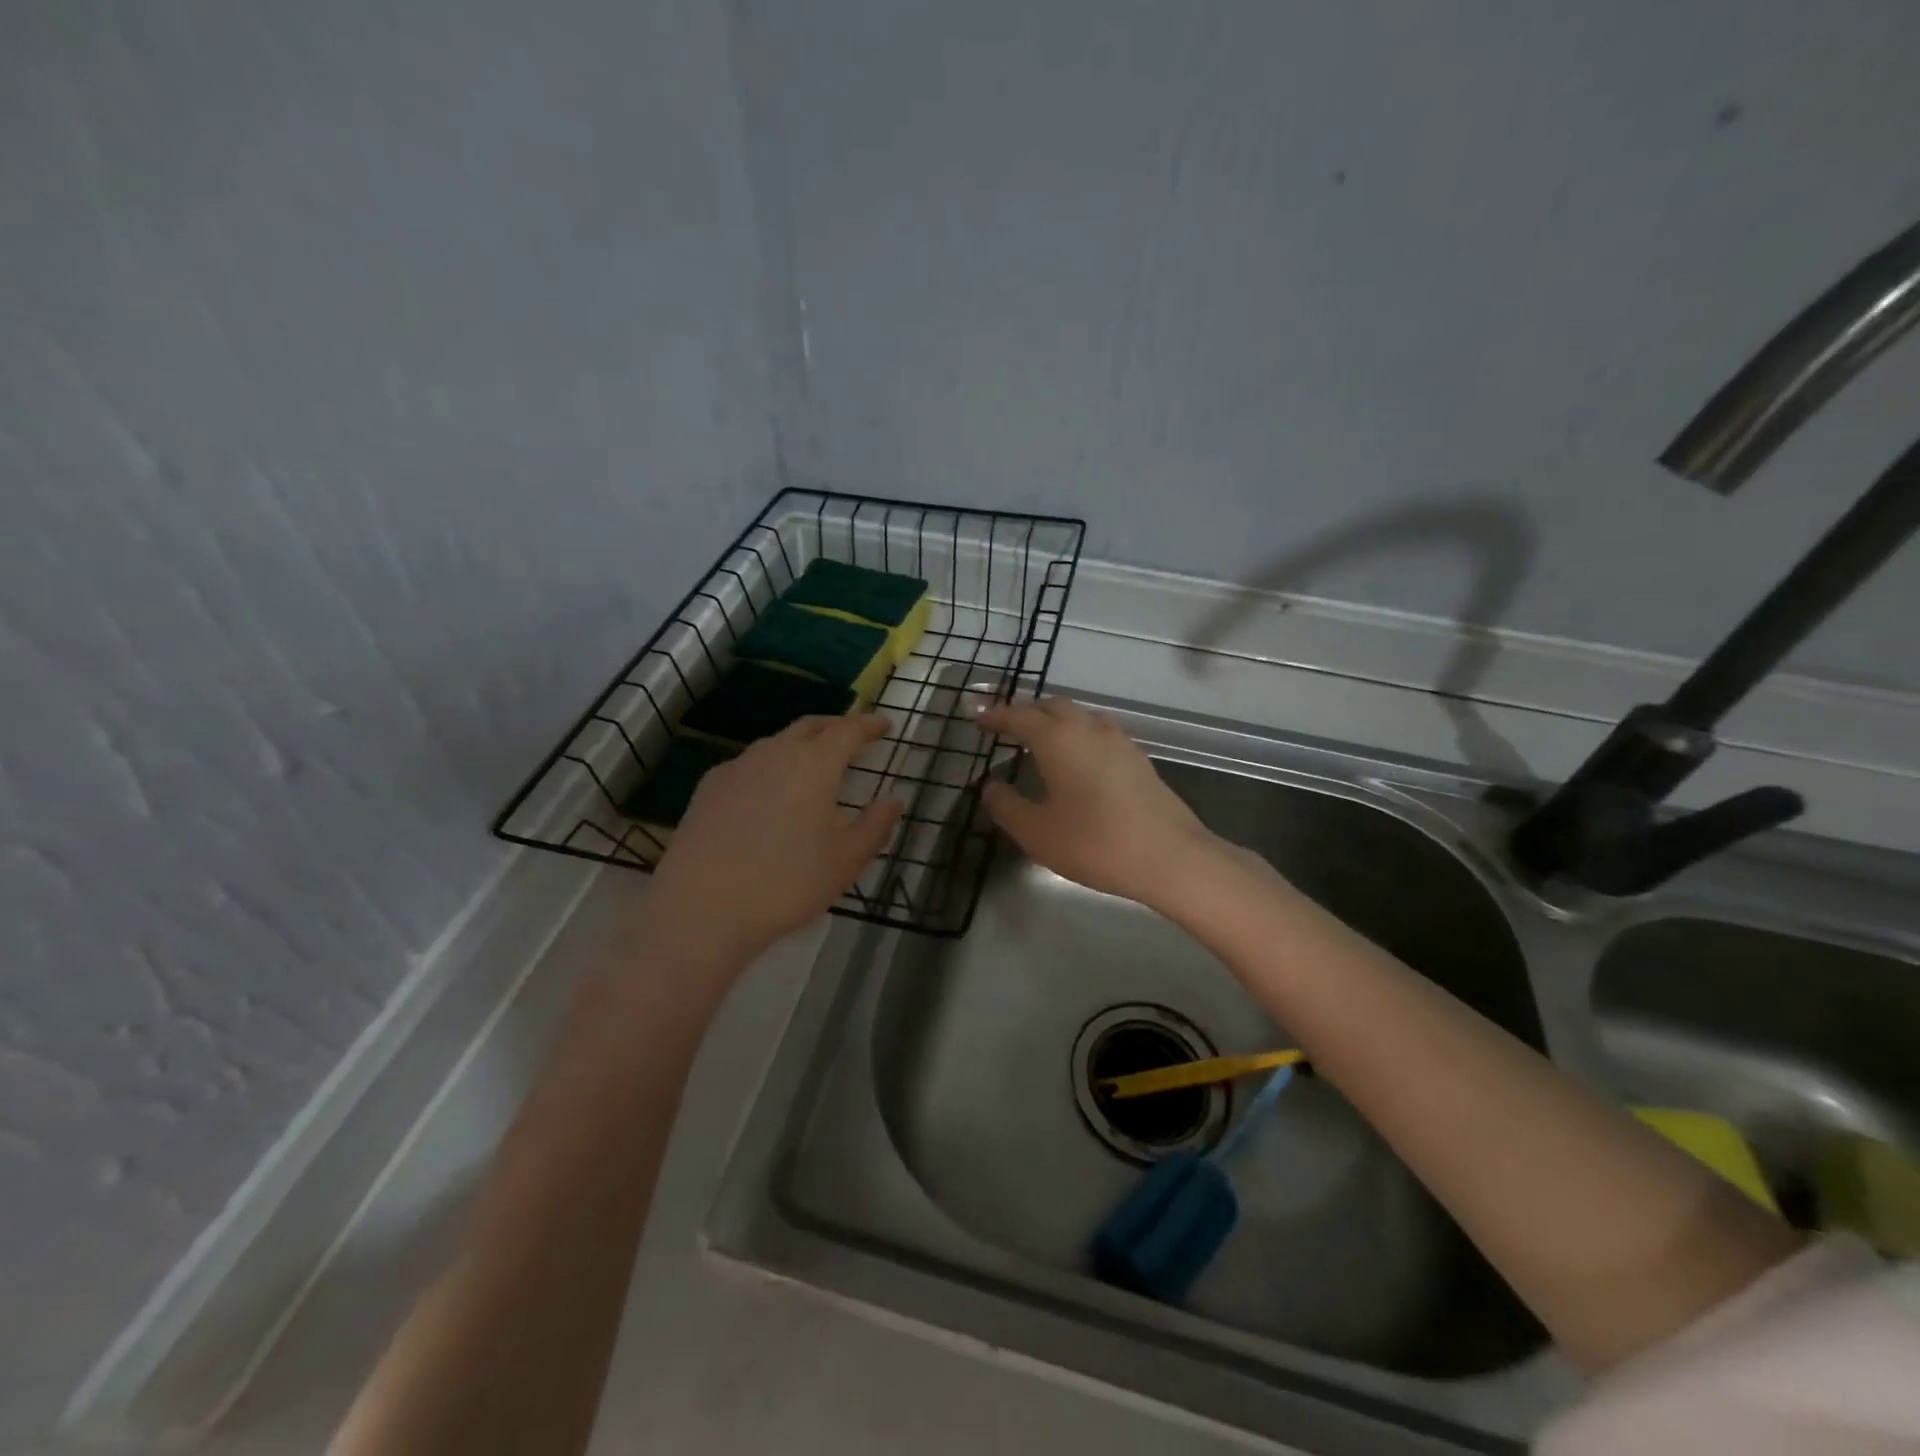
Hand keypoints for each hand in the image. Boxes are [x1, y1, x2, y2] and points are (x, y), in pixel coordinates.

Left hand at [649, 715, 902, 964]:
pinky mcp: (709, 787)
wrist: (700, 909)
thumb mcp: (845, 862)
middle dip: (835, 726)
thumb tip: (893, 800)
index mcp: (814, 765)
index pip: (848, 731)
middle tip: (853, 736)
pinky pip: (749, 764)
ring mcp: (737, 768)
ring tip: (813, 765)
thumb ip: (875, 826)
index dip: (868, 725)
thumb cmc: (785, 884)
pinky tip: (770, 792)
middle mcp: (775, 754)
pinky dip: (771, 766)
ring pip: (776, 743)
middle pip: (810, 726)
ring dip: (800, 745)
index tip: (884, 725)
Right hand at [978, 698, 1221, 907]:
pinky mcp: (1138, 759)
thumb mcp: (1037, 832)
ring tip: (1040, 737)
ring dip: (1055, 719)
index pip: (1020, 717)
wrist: (1170, 857)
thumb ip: (1007, 806)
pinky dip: (1078, 733)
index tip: (978, 719)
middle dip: (1026, 711)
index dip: (996, 716)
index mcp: (1059, 740)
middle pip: (1053, 706)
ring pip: (1080, 716)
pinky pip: (1099, 732)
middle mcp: (1088, 729)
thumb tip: (991, 787)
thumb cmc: (1095, 843)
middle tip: (1006, 725)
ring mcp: (1119, 742)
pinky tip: (1078, 757)